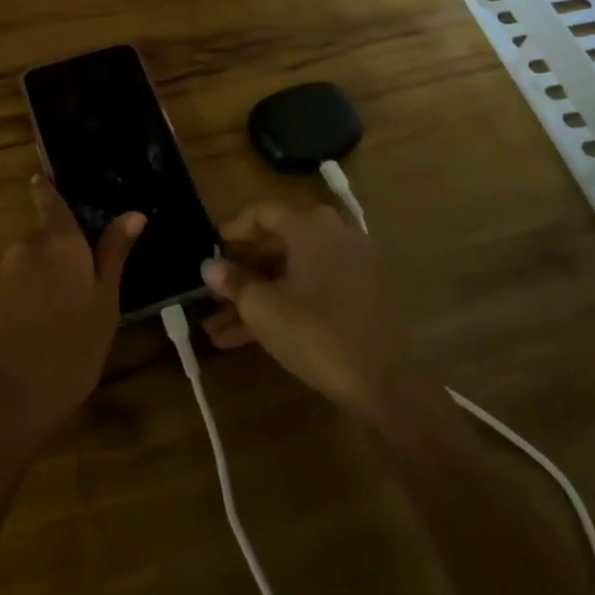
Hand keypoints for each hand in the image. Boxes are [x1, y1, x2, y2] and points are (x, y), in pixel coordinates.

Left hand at [0, 176, 144, 445]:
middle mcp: (24, 248)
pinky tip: (21, 339)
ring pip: (21, 270)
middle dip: (53, 261)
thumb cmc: (71, 354)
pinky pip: (1, 294)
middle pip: (40, 243)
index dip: (48, 192)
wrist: (5, 402)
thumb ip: (114, 256)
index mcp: (60, 245)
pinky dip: (12, 307)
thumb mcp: (105, 307)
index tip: (42, 180)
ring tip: (48, 327)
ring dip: (33, 286)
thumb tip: (133, 214)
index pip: (51, 203)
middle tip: (72, 298)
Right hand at [201, 202, 410, 419]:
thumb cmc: (315, 331)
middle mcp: (335, 235)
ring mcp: (353, 267)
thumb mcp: (262, 307)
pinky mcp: (362, 297)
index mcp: (311, 225)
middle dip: (243, 272)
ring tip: (220, 328)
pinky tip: (252, 338)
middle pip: (279, 244)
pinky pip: (313, 290)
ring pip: (293, 274)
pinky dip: (285, 305)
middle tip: (215, 289)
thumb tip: (209, 266)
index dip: (234, 228)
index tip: (213, 245)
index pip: (264, 212)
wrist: (385, 382)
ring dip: (258, 297)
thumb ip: (234, 282)